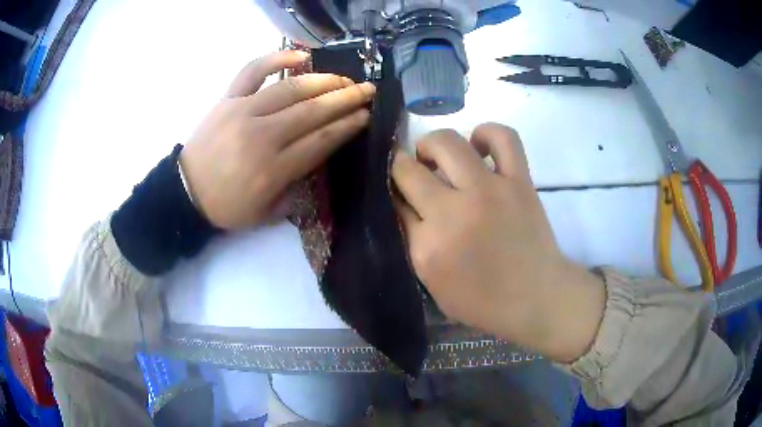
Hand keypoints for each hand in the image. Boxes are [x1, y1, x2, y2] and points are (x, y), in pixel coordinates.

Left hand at [180, 51, 375, 228]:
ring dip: (322, 80)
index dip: (346, 126)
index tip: (366, 116)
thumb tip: (316, 162)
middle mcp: (262, 136)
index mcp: (273, 169)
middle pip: (311, 111)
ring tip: (344, 78)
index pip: (320, 140)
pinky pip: (252, 71)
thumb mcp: (266, 214)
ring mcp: (243, 112)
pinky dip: (276, 58)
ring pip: (290, 88)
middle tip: (368, 91)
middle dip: (345, 99)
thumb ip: (296, 192)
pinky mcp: (227, 99)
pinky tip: (300, 55)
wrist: (184, 192)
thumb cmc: (226, 206)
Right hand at [392, 123, 604, 361]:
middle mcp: (454, 211)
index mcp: (429, 245)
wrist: (536, 297)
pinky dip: (486, 133)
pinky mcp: (519, 181)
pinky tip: (479, 146)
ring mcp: (490, 190)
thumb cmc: (483, 300)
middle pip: (410, 167)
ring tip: (441, 156)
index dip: (390, 187)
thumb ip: (412, 239)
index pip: (395, 198)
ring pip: (448, 142)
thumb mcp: (433, 282)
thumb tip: (401, 200)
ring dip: (434, 144)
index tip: (396, 186)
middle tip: (416, 171)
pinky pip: (503, 137)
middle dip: (403, 164)